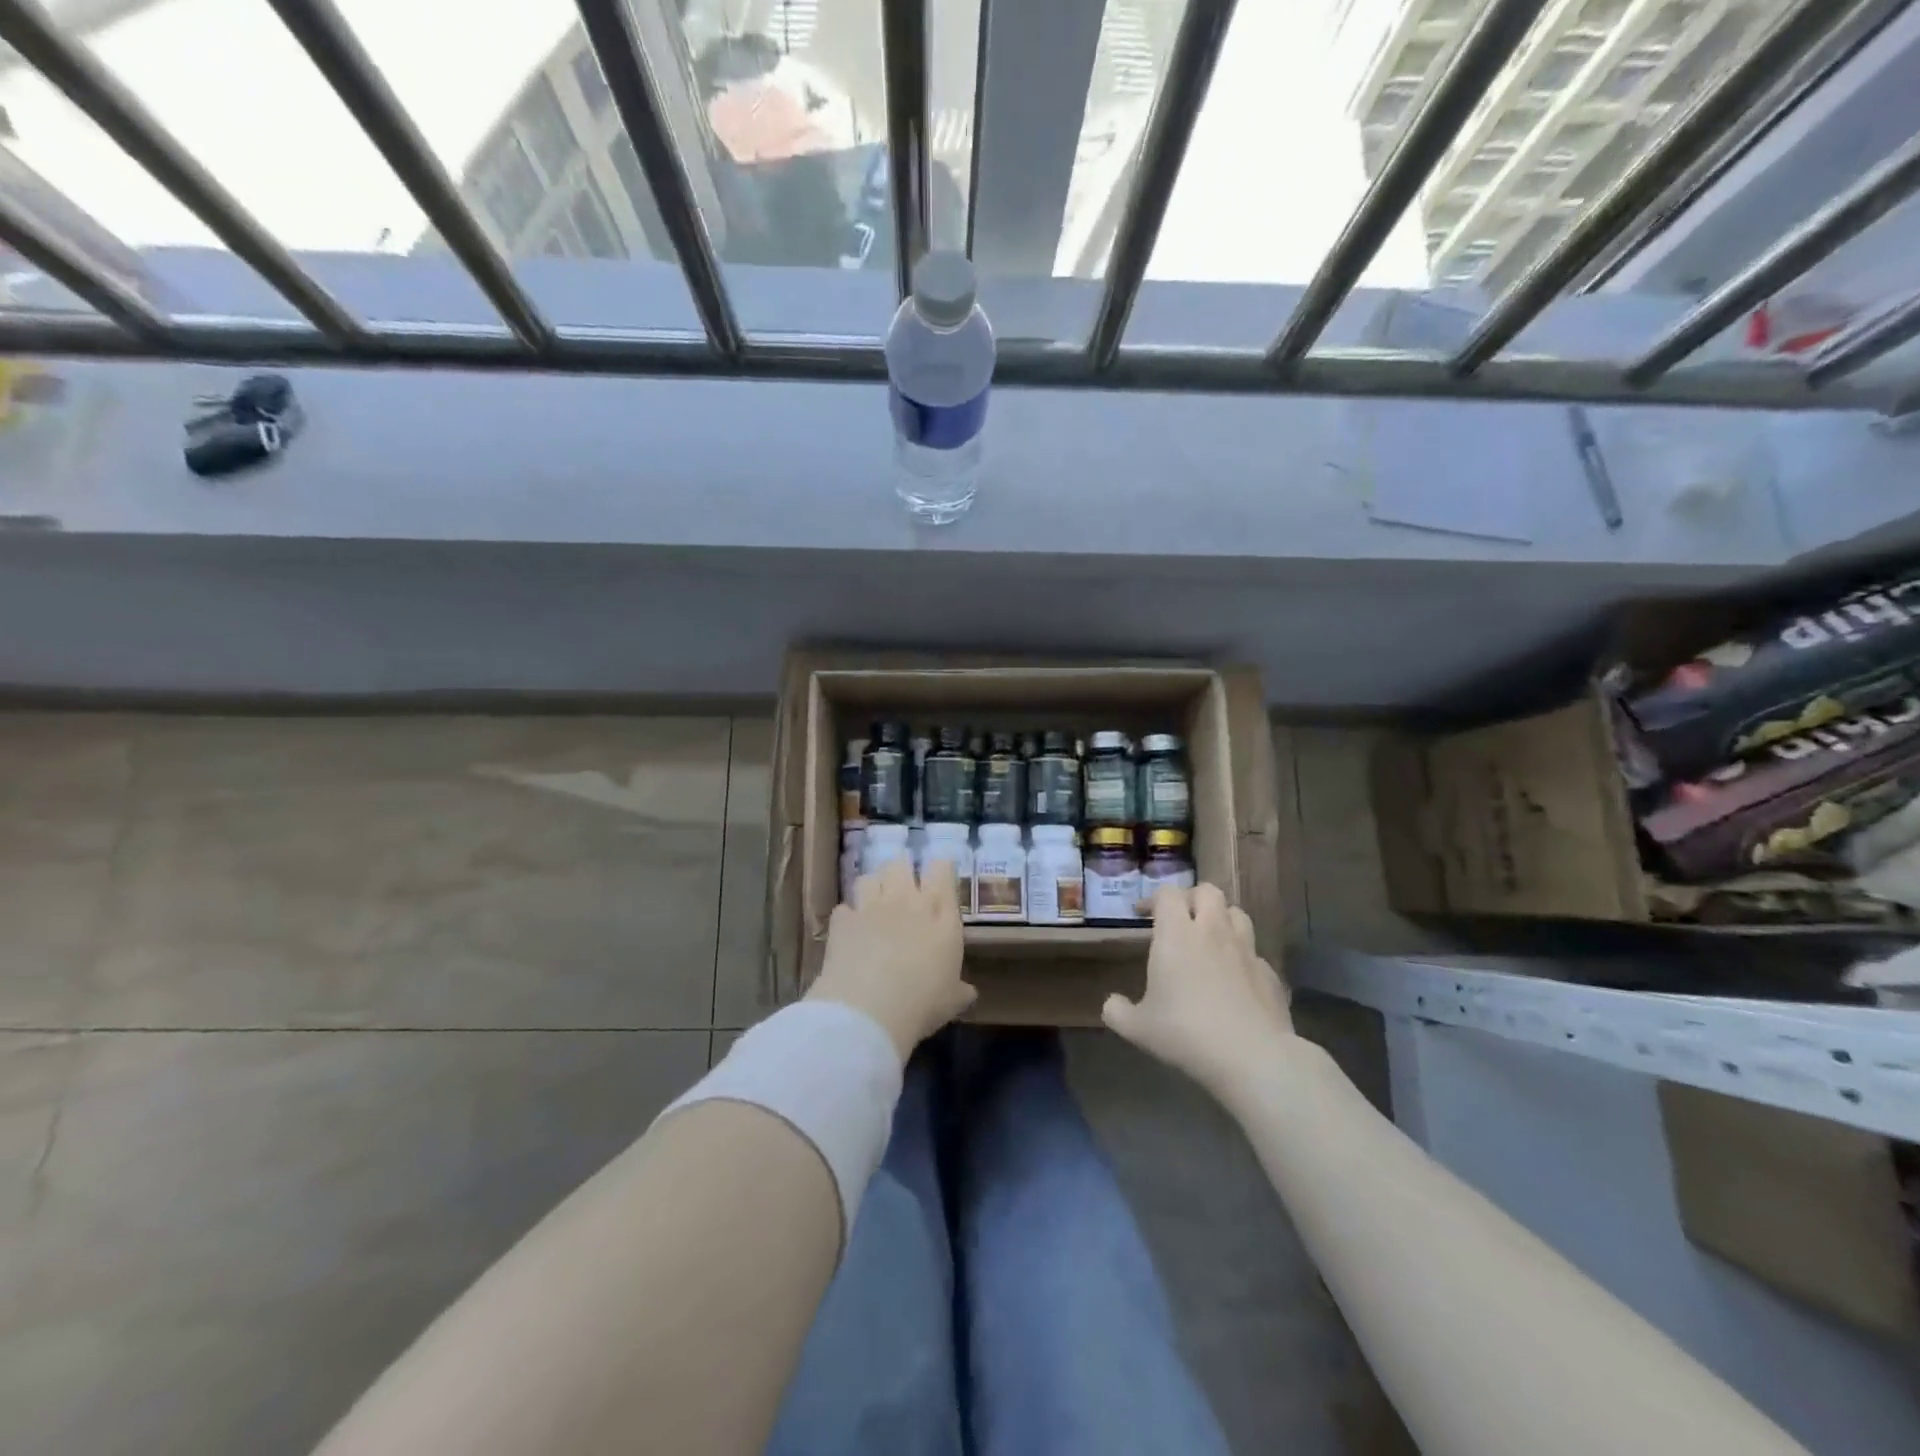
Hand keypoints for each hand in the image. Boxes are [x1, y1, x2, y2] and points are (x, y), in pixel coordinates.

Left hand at [808, 858, 972, 1061]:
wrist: (869, 1011)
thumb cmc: (923, 1003)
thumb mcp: (952, 1001)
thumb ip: (960, 989)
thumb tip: (968, 992)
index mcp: (940, 914)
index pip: (941, 869)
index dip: (939, 870)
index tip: (938, 879)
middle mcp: (906, 900)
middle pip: (901, 864)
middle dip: (900, 872)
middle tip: (902, 891)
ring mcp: (871, 907)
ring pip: (869, 878)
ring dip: (872, 888)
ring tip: (873, 905)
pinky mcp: (843, 920)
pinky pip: (844, 908)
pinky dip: (847, 917)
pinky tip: (850, 932)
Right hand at [1102, 883, 1292, 1095]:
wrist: (1252, 1057)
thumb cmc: (1186, 1033)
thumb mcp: (1138, 1028)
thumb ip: (1118, 1011)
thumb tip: (1111, 1004)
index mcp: (1176, 934)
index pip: (1168, 894)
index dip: (1154, 899)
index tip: (1142, 914)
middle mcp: (1213, 932)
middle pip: (1208, 892)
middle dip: (1192, 898)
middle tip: (1180, 919)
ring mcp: (1246, 951)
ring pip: (1237, 914)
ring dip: (1221, 919)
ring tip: (1209, 939)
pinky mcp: (1269, 974)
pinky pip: (1254, 953)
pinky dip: (1241, 957)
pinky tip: (1234, 979)